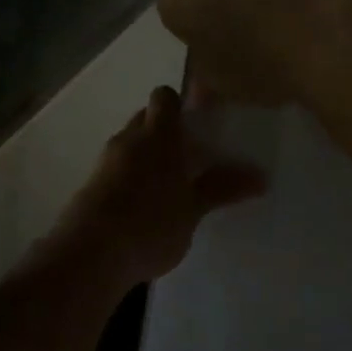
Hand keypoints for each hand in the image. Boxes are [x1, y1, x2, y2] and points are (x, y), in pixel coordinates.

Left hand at [51, 86, 266, 287]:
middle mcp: (129, 139)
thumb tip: (261, 176)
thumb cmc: (151, 222)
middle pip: (146, 119)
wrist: (90, 254)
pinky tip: (145, 209)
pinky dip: (130, 180)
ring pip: (130, 146)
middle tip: (190, 157)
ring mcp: (105, 162)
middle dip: (165, 132)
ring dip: (147, 157)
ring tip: (170, 188)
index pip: (165, 97)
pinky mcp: (90, 187)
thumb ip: (222, 188)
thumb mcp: (193, 208)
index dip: (181, 104)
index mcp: (158, 134)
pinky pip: (116, 171)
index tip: (199, 122)